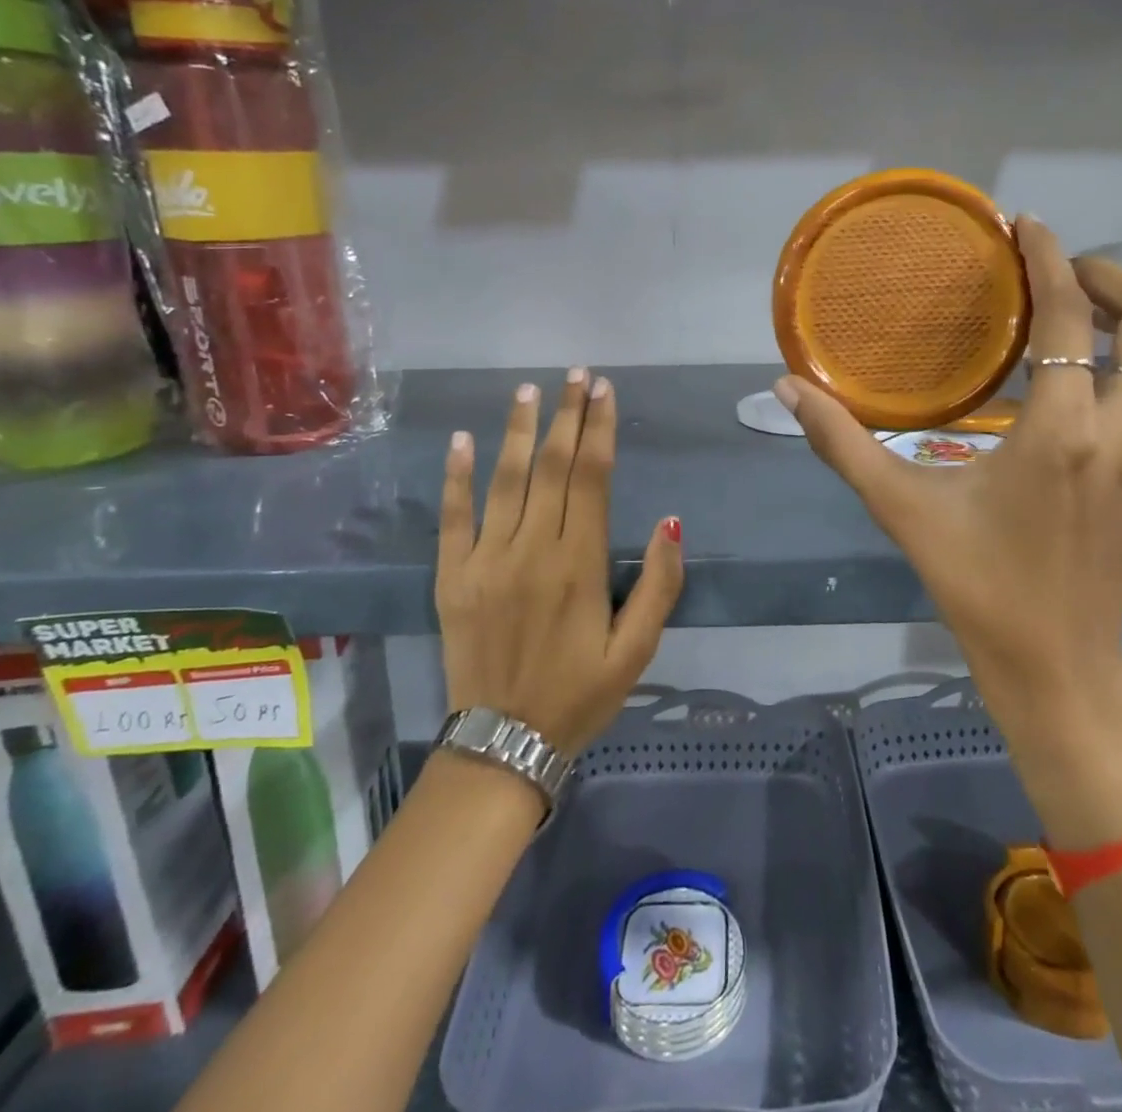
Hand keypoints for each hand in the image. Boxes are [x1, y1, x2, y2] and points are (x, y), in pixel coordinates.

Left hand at [436, 370, 683, 758]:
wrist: (503, 746)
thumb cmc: (580, 695)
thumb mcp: (637, 650)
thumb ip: (657, 584)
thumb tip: (670, 522)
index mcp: (578, 564)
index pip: (591, 478)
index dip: (598, 429)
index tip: (603, 391)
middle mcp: (531, 550)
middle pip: (550, 467)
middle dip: (566, 415)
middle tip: (576, 374)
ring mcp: (485, 560)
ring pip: (505, 480)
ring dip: (517, 431)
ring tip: (529, 390)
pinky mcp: (452, 577)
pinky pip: (453, 517)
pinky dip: (457, 476)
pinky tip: (462, 441)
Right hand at [776, 219, 1121, 841]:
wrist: (1051, 657)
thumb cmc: (973, 580)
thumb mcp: (900, 507)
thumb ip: (842, 443)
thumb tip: (784, 388)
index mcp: (1059, 433)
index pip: (1067, 316)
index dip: (1049, 258)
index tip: (1029, 226)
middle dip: (1110, 277)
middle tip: (1065, 277)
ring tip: (1116, 308)